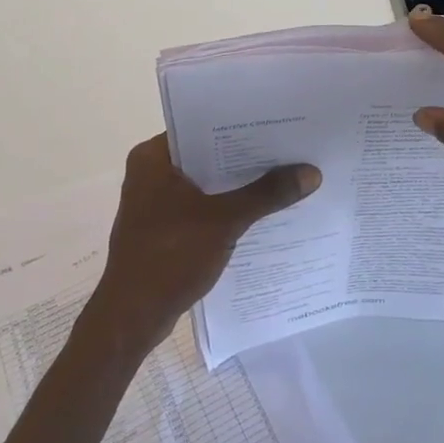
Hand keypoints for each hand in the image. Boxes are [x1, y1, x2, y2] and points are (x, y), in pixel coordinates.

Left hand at [84, 135, 321, 355]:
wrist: (131, 318)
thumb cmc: (170, 257)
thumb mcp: (224, 221)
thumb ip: (266, 194)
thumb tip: (311, 172)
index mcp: (152, 157)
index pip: (201, 126)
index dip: (240, 125)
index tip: (277, 124)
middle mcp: (150, 172)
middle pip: (206, 155)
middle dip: (245, 157)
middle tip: (289, 149)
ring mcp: (154, 202)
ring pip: (205, 183)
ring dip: (237, 185)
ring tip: (282, 177)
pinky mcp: (162, 228)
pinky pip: (200, 207)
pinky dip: (225, 208)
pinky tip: (259, 213)